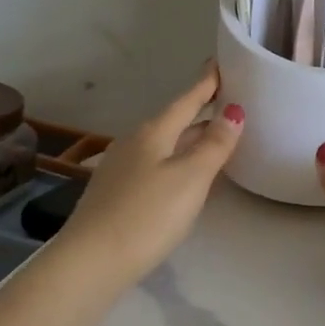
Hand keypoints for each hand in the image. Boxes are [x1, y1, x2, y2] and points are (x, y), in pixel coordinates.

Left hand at [60, 64, 243, 286]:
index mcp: (153, 133)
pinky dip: (177, 160)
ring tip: (215, 137)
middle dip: (201, 112)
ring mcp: (122, 168)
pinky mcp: (117, 193)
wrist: (91, 262)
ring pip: (165, 144)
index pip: (187, 100)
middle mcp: (135, 143)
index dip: (206, 83)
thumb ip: (214, 145)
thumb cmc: (147, 215)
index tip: (221, 63)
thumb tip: (234, 111)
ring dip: (190, 138)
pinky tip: (185, 174)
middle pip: (175, 121)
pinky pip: (156, 164)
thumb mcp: (190, 178)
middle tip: (229, 102)